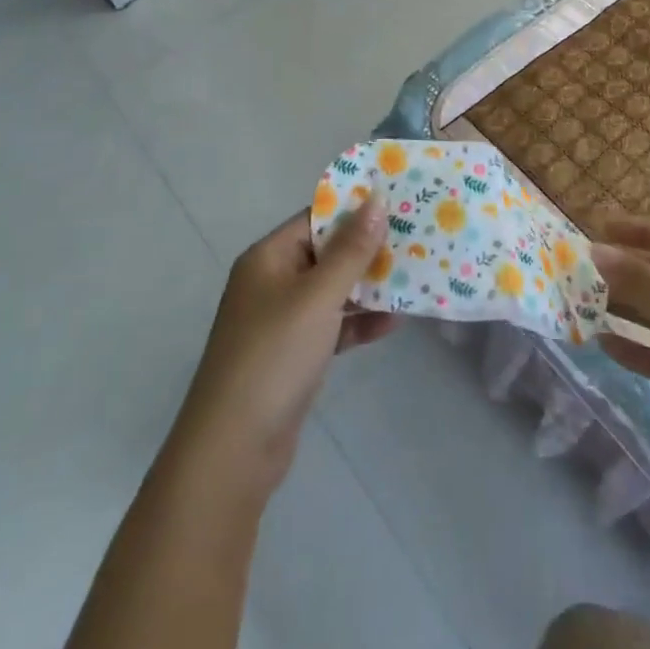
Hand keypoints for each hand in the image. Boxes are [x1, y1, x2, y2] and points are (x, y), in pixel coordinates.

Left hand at [170, 199, 396, 497]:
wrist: (234, 450)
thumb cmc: (275, 356)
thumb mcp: (318, 297)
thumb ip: (351, 250)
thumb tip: (376, 199)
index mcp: (268, 257)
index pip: (316, 218)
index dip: (355, 209)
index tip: (397, 201)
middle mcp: (272, 281)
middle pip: (327, 253)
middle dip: (368, 249)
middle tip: (415, 238)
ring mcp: (282, 320)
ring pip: (332, 291)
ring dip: (369, 287)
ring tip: (414, 277)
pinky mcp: (294, 355)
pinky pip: (332, 326)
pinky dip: (359, 323)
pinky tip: (394, 323)